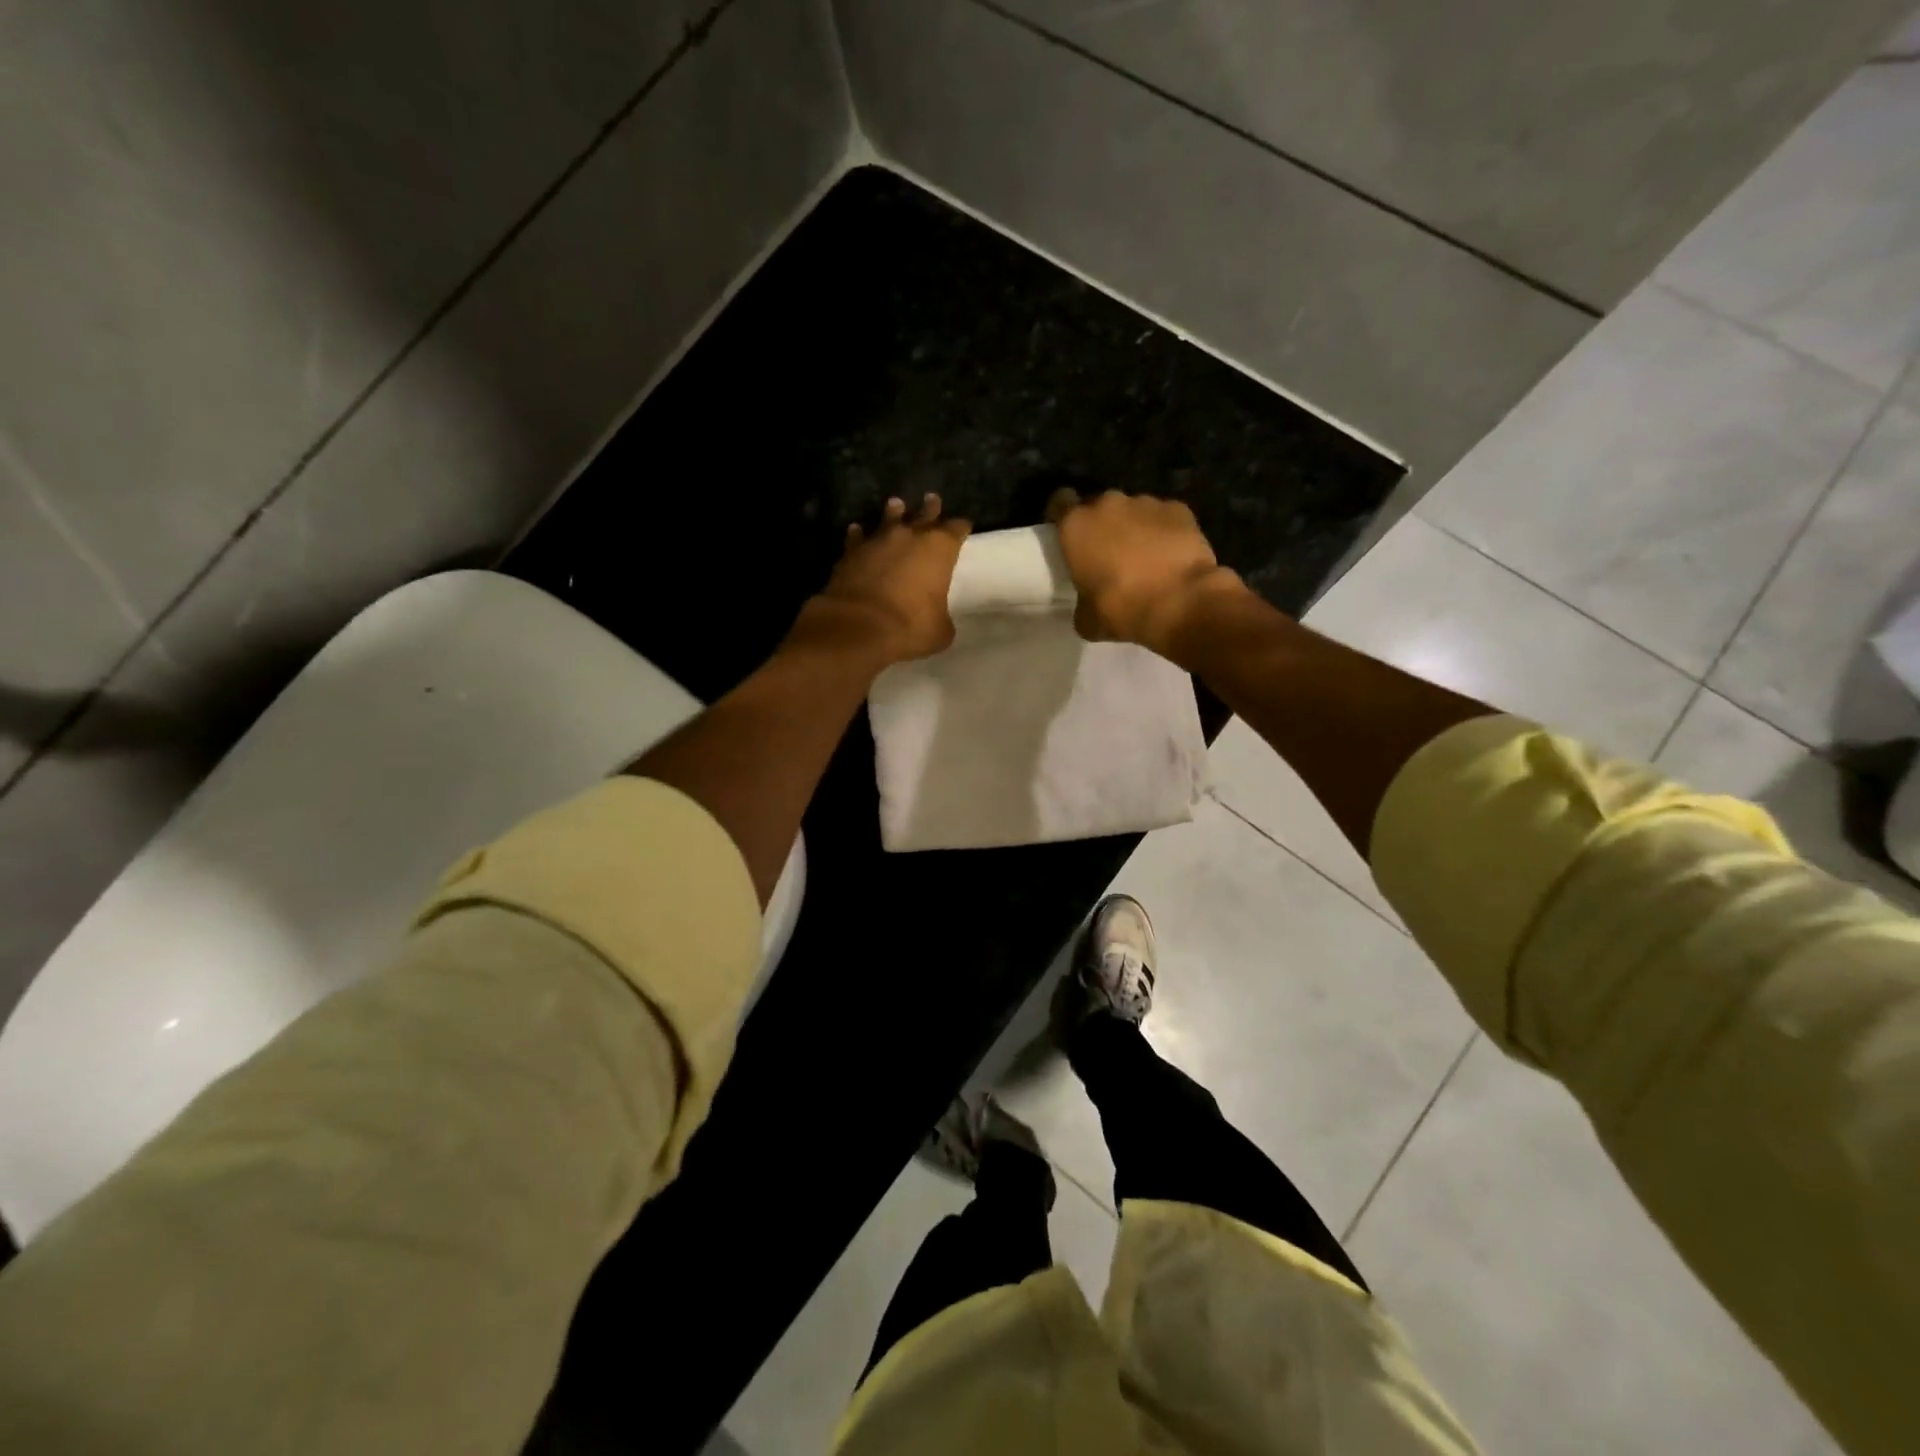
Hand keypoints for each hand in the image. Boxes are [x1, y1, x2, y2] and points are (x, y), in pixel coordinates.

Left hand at [797, 494, 971, 664]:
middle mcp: (910, 536)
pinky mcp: (851, 551)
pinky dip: (859, 535)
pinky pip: (858, 537)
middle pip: (924, 514)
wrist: (858, 626)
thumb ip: (942, 617)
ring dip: (894, 512)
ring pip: (889, 518)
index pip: (956, 529)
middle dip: (931, 508)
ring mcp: (878, 540)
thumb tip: (937, 618)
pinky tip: (857, 531)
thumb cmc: (910, 627)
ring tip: (896, 505)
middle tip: (932, 499)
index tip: (963, 527)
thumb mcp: (940, 630)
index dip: (961, 528)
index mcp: (940, 549)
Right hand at [1047, 489, 1244, 652]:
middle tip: (1107, 553)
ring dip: (1133, 527)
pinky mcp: (1178, 509)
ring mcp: (1145, 502)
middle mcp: (1108, 504)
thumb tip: (1087, 606)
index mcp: (1076, 526)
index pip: (1059, 501)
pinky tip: (1170, 555)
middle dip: (1101, 525)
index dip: (1062, 515)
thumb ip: (1081, 603)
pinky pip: (1164, 517)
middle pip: (1099, 506)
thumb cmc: (1122, 609)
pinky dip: (1164, 531)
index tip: (1067, 532)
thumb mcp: (1086, 619)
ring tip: (1144, 556)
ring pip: (1133, 510)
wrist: (1180, 602)